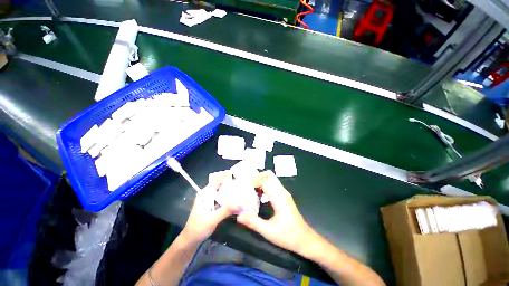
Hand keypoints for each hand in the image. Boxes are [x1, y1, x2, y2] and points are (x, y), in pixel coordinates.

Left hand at [182, 171, 237, 243]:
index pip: (216, 180)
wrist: (190, 241)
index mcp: (205, 193)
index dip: (226, 176)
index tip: (237, 174)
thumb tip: (240, 203)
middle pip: (221, 185)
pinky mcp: (213, 207)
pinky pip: (223, 199)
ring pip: (222, 192)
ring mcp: (211, 201)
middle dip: (231, 183)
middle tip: (242, 183)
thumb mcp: (212, 219)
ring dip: (231, 191)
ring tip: (242, 189)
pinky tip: (237, 200)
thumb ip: (226, 211)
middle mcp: (208, 194)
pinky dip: (230, 199)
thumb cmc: (198, 228)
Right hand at [237, 171, 317, 254]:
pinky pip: (273, 185)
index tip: (244, 187)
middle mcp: (282, 191)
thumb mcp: (268, 231)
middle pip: (269, 175)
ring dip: (260, 181)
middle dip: (257, 177)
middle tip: (246, 185)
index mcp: (279, 197)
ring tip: (250, 190)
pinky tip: (259, 195)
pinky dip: (264, 186)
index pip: (265, 180)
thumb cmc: (288, 236)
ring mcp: (284, 193)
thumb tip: (239, 215)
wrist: (305, 239)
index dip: (254, 181)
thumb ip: (253, 222)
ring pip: (271, 179)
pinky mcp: (284, 196)